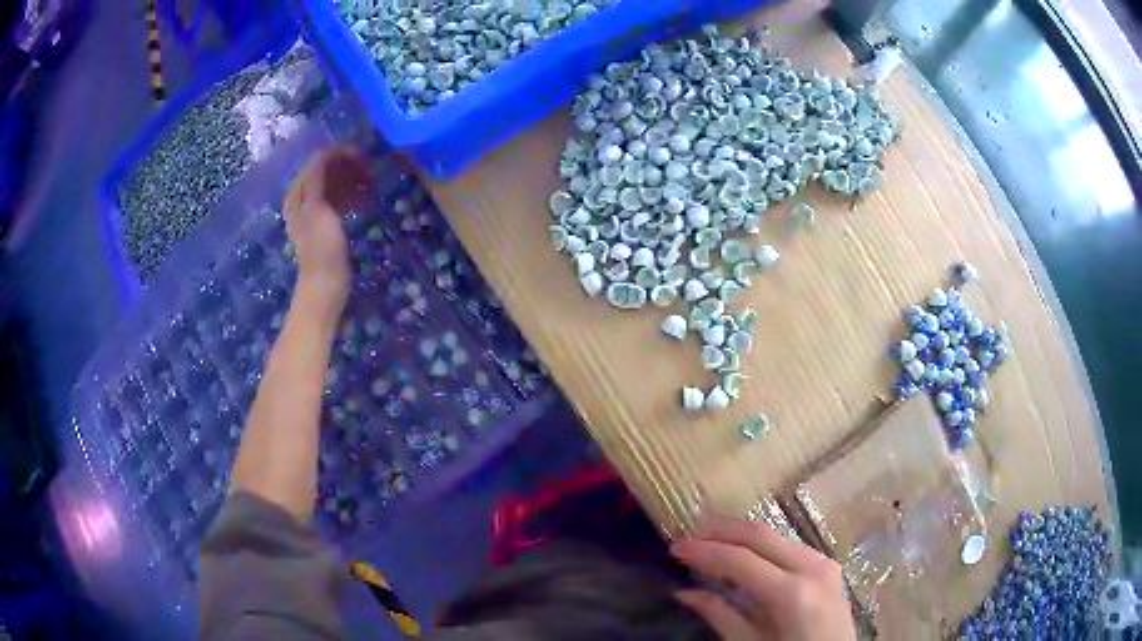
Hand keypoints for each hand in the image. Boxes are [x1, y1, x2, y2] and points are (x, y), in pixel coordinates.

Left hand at [283, 144, 374, 312]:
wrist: (326, 285)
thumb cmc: (322, 247)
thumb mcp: (317, 209)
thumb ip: (317, 179)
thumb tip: (324, 151)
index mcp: (298, 192)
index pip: (319, 160)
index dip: (341, 155)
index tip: (365, 158)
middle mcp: (304, 197)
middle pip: (328, 170)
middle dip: (350, 167)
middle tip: (372, 172)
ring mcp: (316, 210)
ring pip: (336, 184)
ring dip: (354, 181)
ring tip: (373, 185)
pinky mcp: (327, 222)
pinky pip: (340, 199)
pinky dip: (353, 196)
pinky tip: (367, 201)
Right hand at [671, 516, 856, 640]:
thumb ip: (720, 616)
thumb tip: (683, 593)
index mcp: (792, 594)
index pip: (740, 559)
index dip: (705, 551)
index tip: (675, 548)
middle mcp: (812, 567)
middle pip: (760, 534)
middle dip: (720, 530)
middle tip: (688, 534)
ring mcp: (824, 562)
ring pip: (775, 535)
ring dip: (740, 534)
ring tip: (708, 540)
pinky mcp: (827, 565)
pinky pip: (788, 545)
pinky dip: (761, 545)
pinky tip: (741, 553)